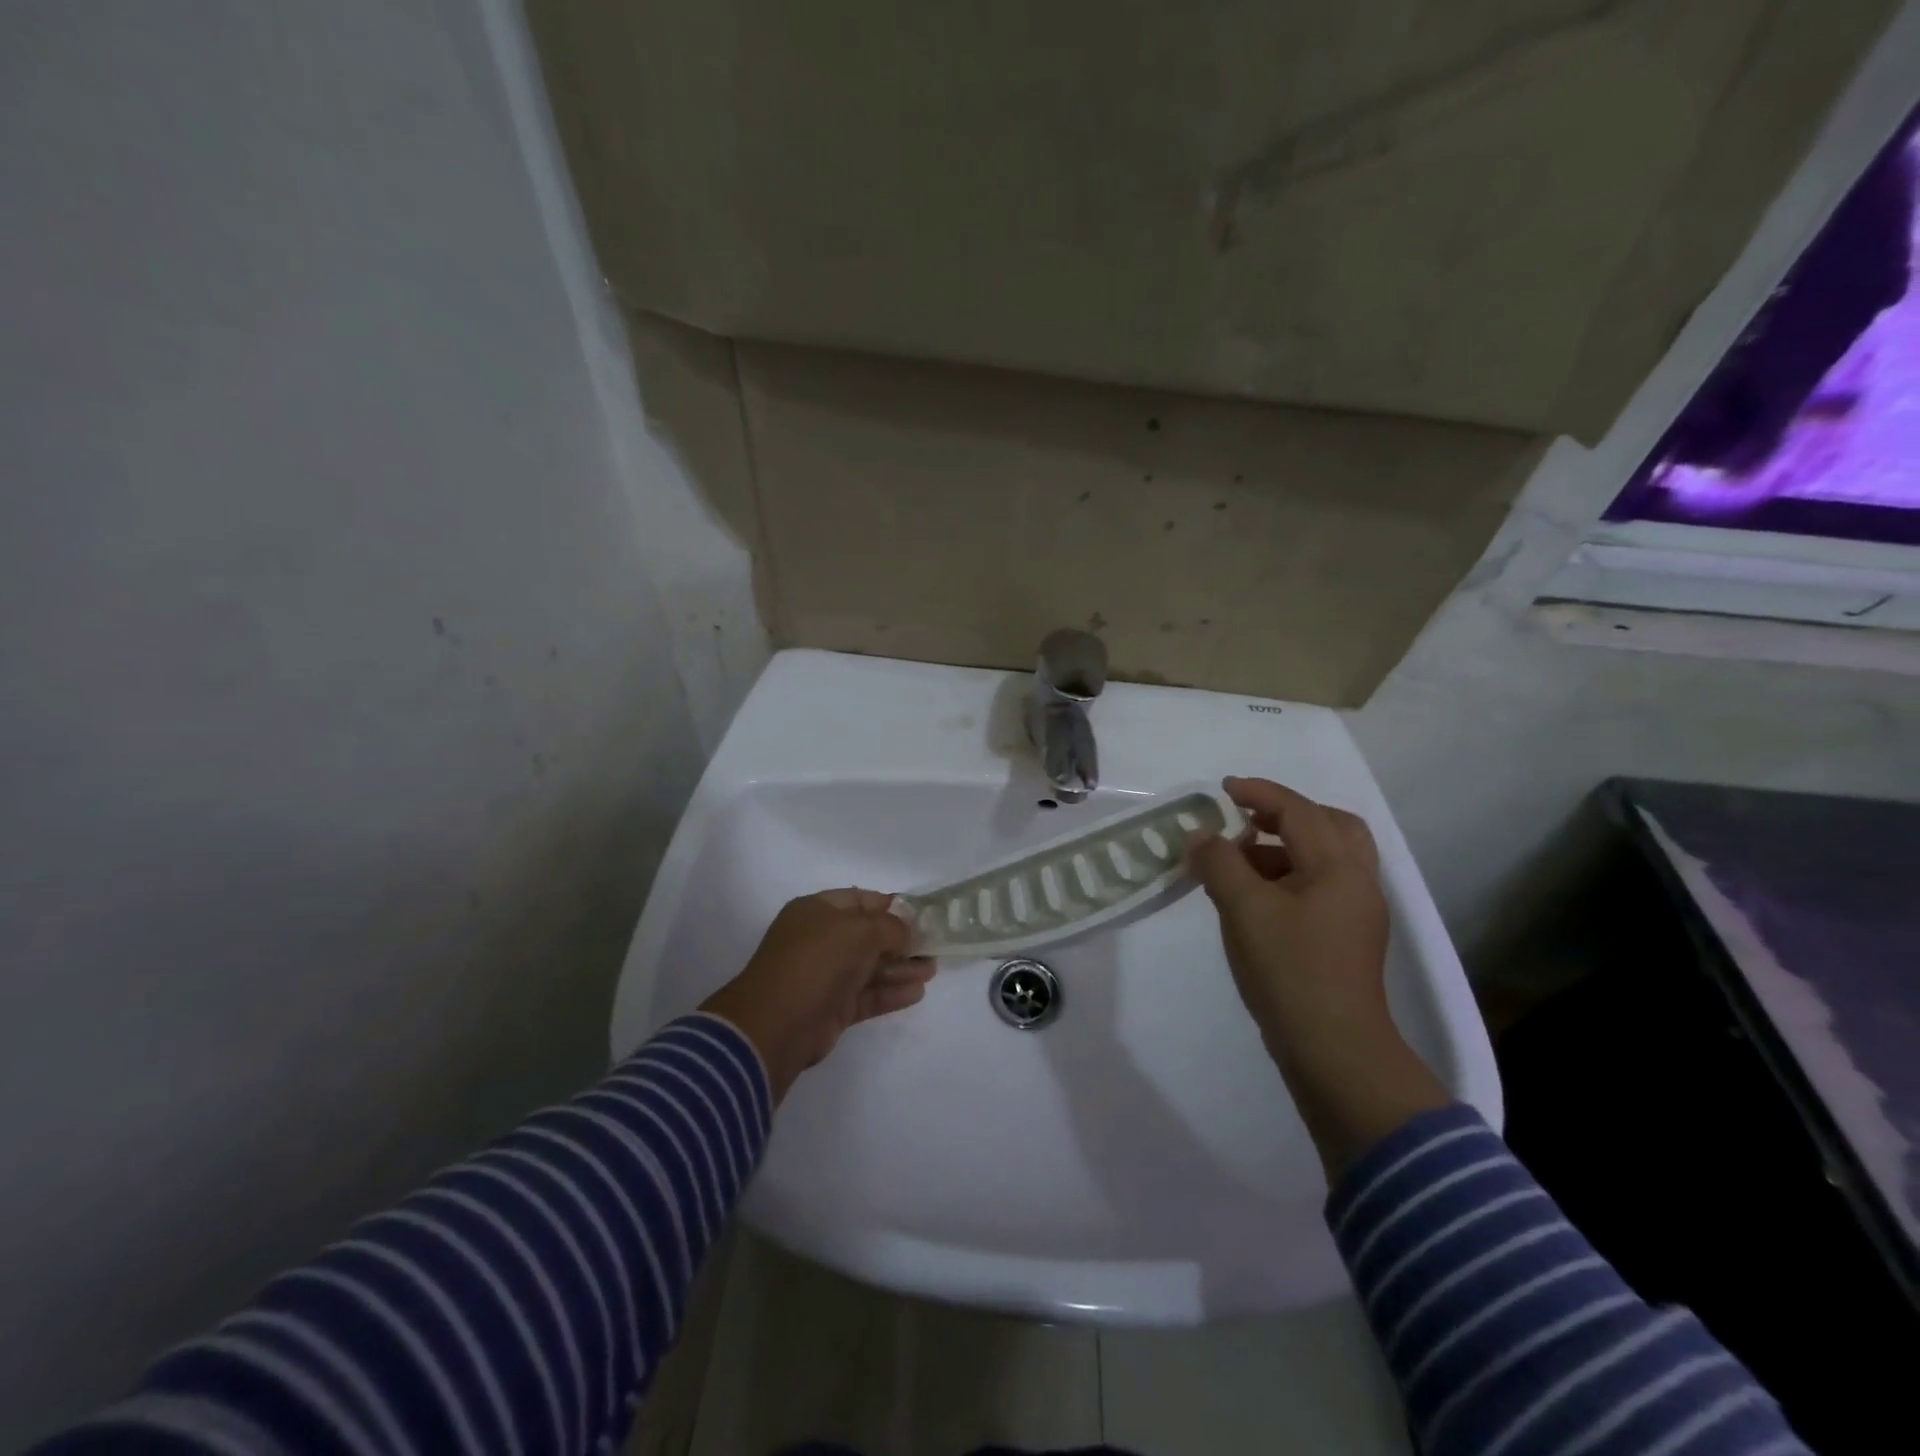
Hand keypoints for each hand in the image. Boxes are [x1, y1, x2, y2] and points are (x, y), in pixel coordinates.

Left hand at [699, 890, 934, 1101]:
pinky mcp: (831, 1009)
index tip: (921, 916)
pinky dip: (890, 993)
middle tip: (933, 947)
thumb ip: (891, 928)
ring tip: (932, 971)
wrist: (776, 1024)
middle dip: (901, 941)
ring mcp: (824, 976)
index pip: (860, 900)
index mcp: (816, 912)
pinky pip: (867, 995)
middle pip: (867, 936)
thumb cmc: (817, 962)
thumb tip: (907, 933)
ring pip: (869, 968)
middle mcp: (819, 940)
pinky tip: (917, 992)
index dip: (890, 906)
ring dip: (901, 968)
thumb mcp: (860, 931)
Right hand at [1188, 777, 1448, 1177]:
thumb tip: (1199, 834)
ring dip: (1284, 847)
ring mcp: (1356, 912)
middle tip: (1246, 819)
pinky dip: (1288, 876)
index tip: (1221, 789)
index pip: (1298, 810)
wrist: (1333, 1050)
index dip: (1258, 792)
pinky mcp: (1346, 938)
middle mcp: (1357, 881)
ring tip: (1239, 861)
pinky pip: (1319, 886)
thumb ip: (1218, 863)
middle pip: (1330, 825)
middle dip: (1286, 814)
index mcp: (1339, 866)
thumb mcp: (1244, 909)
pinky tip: (1254, 898)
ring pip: (1326, 858)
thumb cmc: (1290, 970)